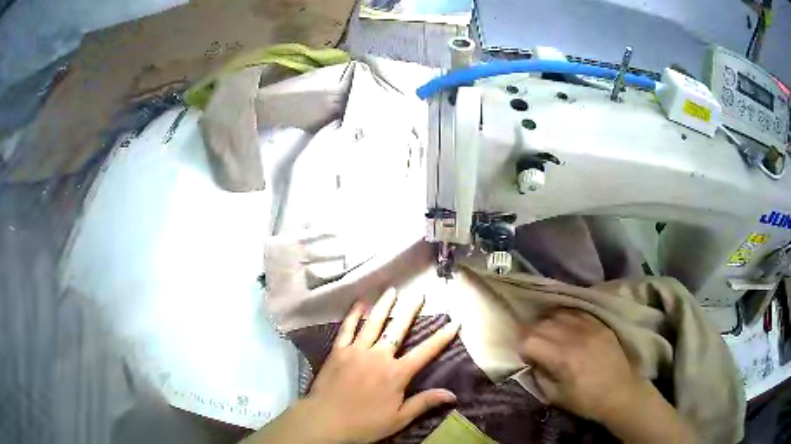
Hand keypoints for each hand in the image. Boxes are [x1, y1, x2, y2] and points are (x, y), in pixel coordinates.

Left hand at [246, 289, 458, 443]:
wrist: (325, 421)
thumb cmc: (365, 423)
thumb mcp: (399, 419)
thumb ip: (424, 403)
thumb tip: (453, 394)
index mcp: (396, 373)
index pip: (425, 352)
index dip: (441, 337)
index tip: (454, 322)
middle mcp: (378, 356)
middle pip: (398, 329)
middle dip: (410, 311)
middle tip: (418, 294)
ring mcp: (356, 351)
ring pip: (373, 323)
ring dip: (384, 306)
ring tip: (392, 290)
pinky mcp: (338, 351)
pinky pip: (347, 329)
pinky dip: (353, 315)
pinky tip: (359, 303)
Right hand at [519, 310, 642, 423]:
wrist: (621, 393)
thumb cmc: (586, 401)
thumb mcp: (555, 396)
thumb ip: (539, 375)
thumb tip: (530, 360)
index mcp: (563, 359)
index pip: (530, 339)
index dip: (522, 346)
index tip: (524, 355)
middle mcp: (576, 337)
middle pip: (542, 324)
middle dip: (532, 334)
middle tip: (533, 346)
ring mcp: (591, 327)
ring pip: (559, 314)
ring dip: (548, 324)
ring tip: (550, 336)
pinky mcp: (600, 324)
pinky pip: (577, 312)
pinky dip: (566, 318)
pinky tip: (566, 328)